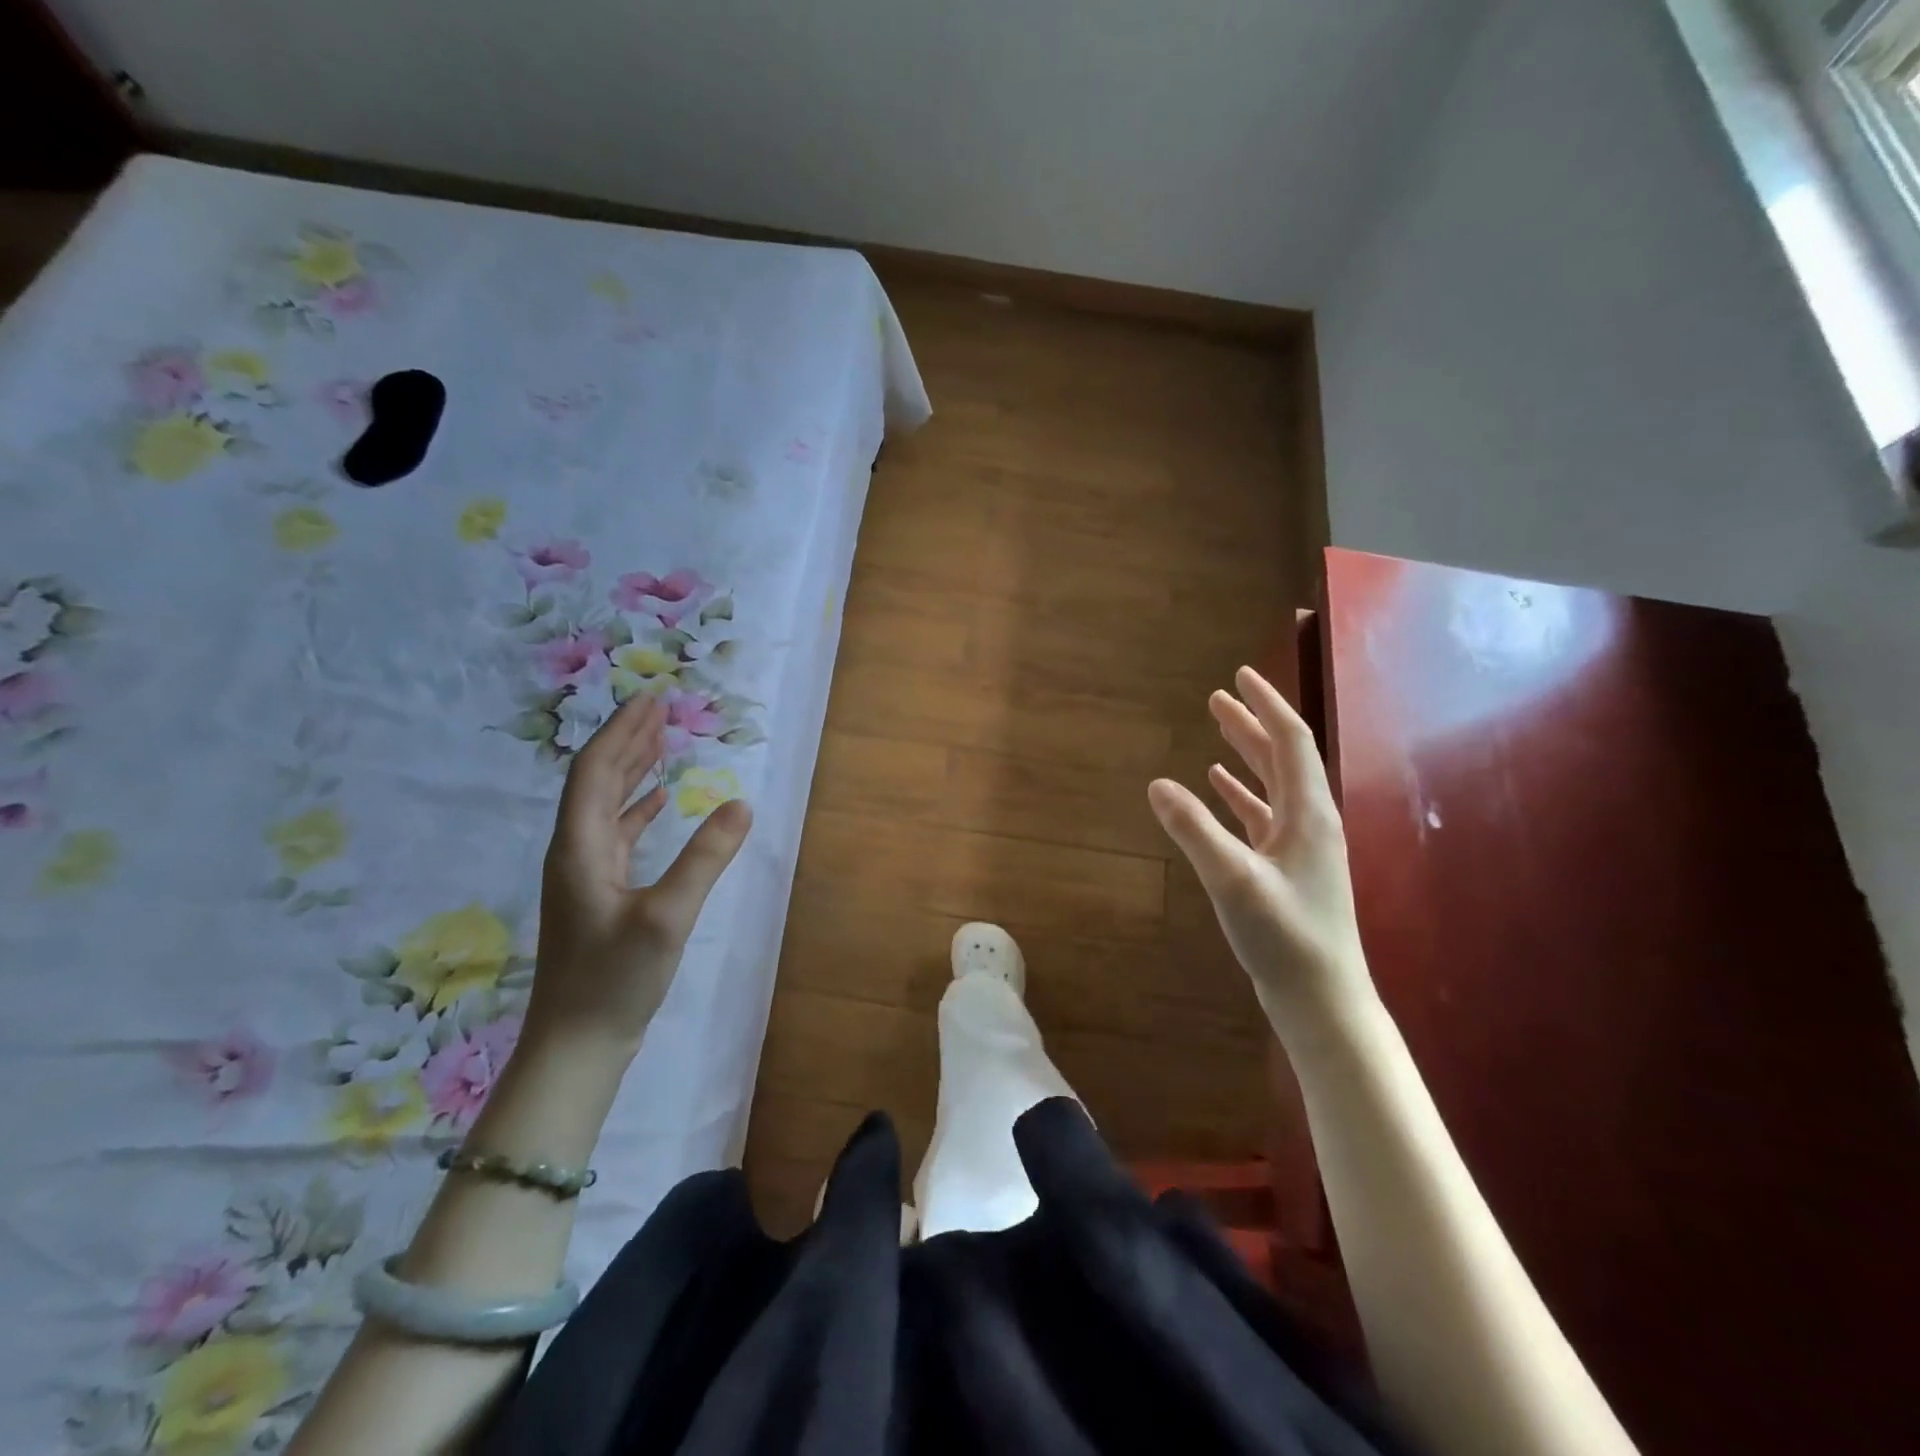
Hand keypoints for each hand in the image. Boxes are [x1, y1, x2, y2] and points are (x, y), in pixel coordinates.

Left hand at [529, 693, 752, 1050]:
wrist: (576, 1045)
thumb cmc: (614, 980)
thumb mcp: (667, 917)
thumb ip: (705, 858)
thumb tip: (742, 804)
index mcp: (580, 847)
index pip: (597, 771)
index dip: (623, 731)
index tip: (652, 699)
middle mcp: (576, 851)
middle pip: (598, 780)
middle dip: (628, 739)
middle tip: (661, 707)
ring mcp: (585, 874)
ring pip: (607, 804)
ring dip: (633, 768)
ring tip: (662, 740)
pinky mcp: (599, 894)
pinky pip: (617, 832)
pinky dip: (638, 807)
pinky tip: (659, 802)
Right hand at [1148, 665, 1374, 1038]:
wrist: (1321, 999)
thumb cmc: (1284, 936)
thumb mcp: (1232, 879)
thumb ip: (1194, 830)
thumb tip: (1157, 784)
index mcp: (1308, 814)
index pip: (1290, 741)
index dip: (1265, 705)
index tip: (1240, 676)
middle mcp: (1310, 822)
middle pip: (1282, 758)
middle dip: (1252, 724)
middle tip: (1219, 697)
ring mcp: (1301, 847)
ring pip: (1272, 786)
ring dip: (1246, 755)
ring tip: (1217, 731)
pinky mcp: (1288, 869)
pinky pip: (1263, 816)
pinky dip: (1241, 795)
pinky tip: (1219, 789)